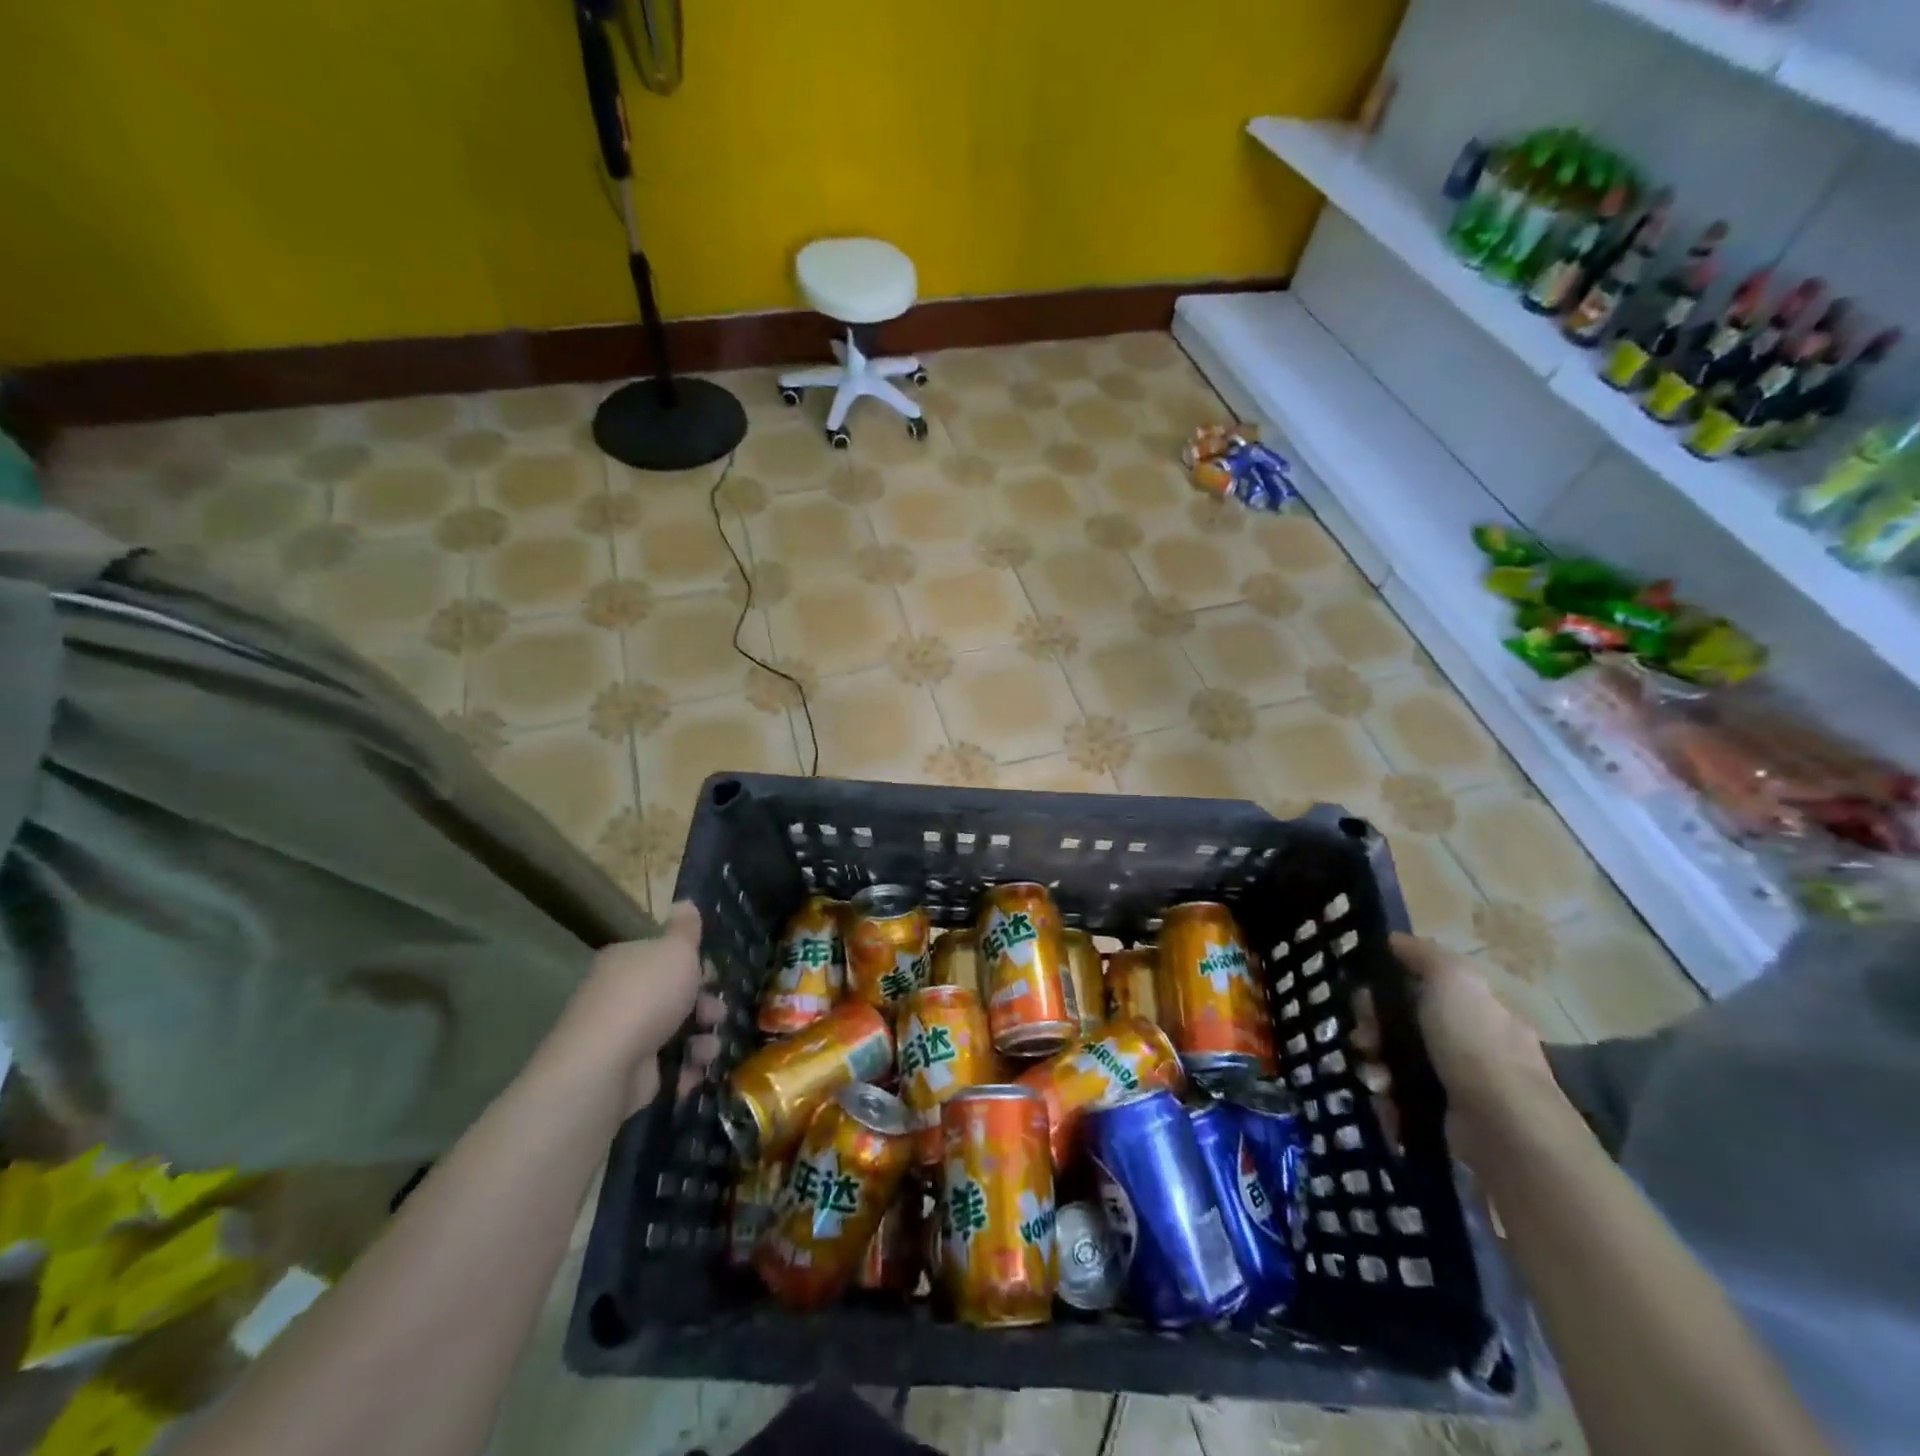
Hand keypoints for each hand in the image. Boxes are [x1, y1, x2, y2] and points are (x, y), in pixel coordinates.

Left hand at [553, 902, 724, 1114]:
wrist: (608, 1062)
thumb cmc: (647, 995)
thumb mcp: (676, 950)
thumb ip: (686, 929)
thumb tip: (685, 901)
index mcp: (627, 961)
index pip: (664, 958)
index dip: (694, 966)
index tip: (713, 977)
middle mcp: (620, 995)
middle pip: (675, 996)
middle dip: (705, 1006)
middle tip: (716, 1015)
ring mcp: (623, 1037)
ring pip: (676, 1033)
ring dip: (702, 1041)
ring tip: (707, 1050)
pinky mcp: (629, 1074)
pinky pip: (668, 1067)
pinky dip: (685, 1070)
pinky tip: (694, 1072)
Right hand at [1386, 932, 1558, 1164]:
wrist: (1503, 1128)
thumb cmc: (1476, 1044)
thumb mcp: (1453, 979)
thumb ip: (1423, 954)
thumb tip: (1393, 940)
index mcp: (1477, 1009)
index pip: (1422, 986)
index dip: (1388, 985)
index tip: (1365, 993)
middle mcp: (1470, 1044)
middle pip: (1402, 1023)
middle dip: (1373, 1027)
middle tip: (1364, 1037)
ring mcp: (1457, 1083)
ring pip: (1395, 1060)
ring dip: (1374, 1063)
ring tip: (1374, 1075)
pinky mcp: (1443, 1119)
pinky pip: (1399, 1098)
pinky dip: (1385, 1098)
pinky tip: (1384, 1098)